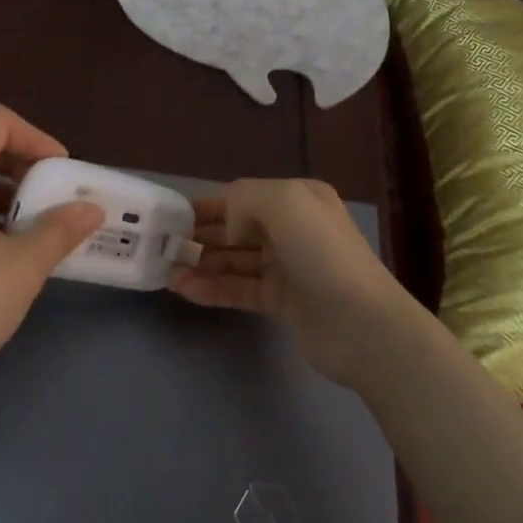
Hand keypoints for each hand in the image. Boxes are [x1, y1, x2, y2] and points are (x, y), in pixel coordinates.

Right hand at [168, 178, 418, 389]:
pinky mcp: (281, 302)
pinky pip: (239, 289)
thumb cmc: (322, 254)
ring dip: (200, 264)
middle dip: (199, 235)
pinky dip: (212, 289)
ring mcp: (287, 267)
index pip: (241, 197)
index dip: (206, 206)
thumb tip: (225, 224)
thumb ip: (244, 198)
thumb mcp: (284, 203)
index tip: (169, 216)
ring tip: (166, 271)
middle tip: (160, 247)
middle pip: (235, 229)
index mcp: (297, 199)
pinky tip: (184, 291)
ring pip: (234, 261)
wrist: (362, 325)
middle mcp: (292, 229)